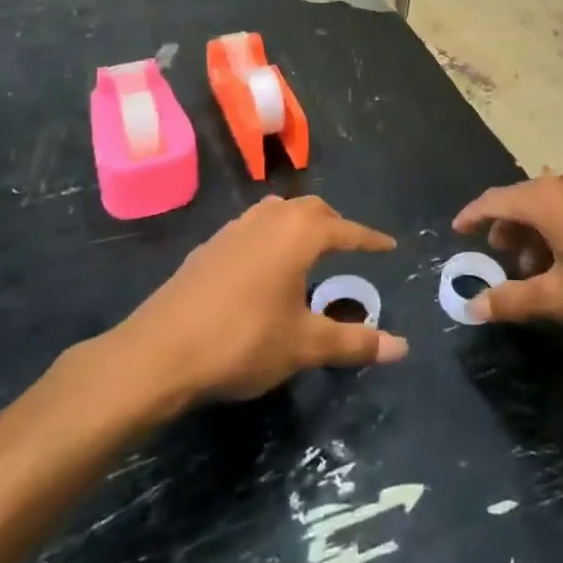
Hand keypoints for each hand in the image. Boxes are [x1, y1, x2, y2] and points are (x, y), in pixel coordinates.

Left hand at [122, 195, 408, 401]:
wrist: (159, 352)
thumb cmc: (242, 341)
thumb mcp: (304, 345)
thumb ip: (354, 343)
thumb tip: (403, 347)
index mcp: (298, 234)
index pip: (346, 230)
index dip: (370, 239)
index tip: (390, 246)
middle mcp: (268, 220)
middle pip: (310, 209)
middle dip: (335, 224)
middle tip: (350, 245)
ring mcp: (233, 230)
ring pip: (277, 212)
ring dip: (299, 224)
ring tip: (309, 249)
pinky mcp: (208, 247)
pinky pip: (251, 228)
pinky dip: (270, 236)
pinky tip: (264, 266)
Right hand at [452, 171, 562, 334]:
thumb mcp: (560, 297)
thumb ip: (514, 300)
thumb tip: (473, 307)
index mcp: (544, 199)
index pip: (493, 200)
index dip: (472, 216)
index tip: (456, 231)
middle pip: (522, 201)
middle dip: (506, 231)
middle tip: (500, 263)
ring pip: (549, 207)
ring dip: (534, 236)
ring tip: (536, 274)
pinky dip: (558, 233)